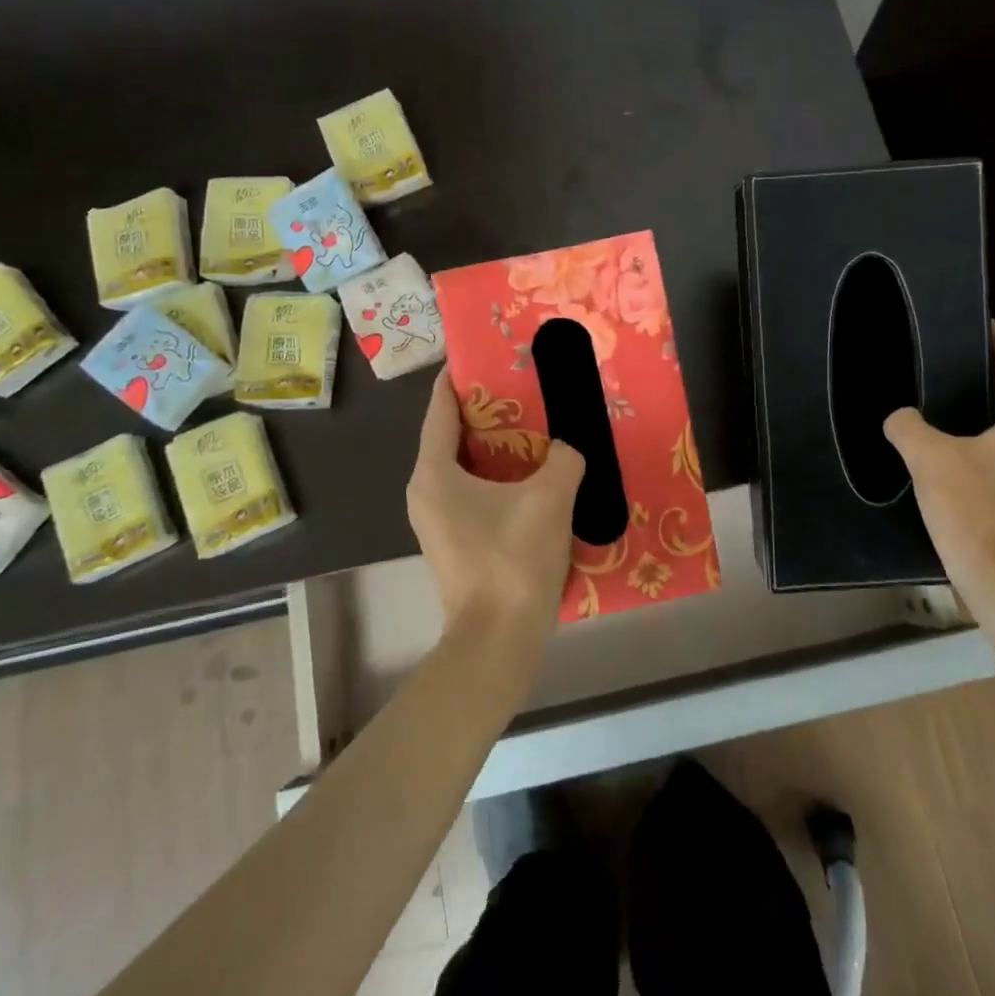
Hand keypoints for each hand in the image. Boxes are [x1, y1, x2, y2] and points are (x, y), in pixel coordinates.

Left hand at [407, 367, 585, 662]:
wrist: (499, 639)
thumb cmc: (513, 560)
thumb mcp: (549, 498)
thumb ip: (564, 459)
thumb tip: (569, 449)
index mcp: (434, 473)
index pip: (439, 411)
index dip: (456, 380)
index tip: (477, 356)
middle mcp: (426, 492)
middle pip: (452, 437)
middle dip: (485, 413)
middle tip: (521, 390)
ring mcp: (438, 522)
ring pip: (465, 469)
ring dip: (495, 449)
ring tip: (533, 429)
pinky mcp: (456, 543)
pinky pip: (474, 494)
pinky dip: (498, 479)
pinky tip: (533, 478)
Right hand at [883, 323, 994, 603]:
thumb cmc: (976, 509)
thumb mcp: (930, 459)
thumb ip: (908, 427)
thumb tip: (899, 417)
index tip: (977, 320)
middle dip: (986, 370)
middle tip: (946, 355)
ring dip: (981, 406)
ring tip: (938, 395)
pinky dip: (977, 436)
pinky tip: (943, 443)